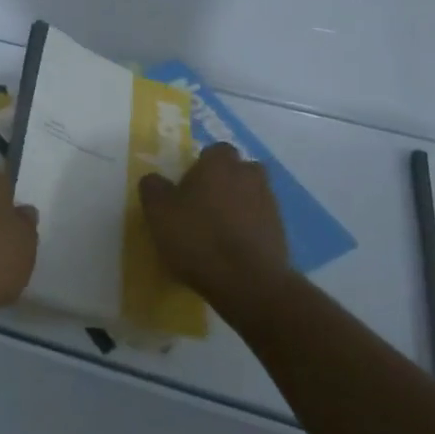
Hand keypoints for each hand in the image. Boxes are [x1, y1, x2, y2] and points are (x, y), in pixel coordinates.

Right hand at [140, 143, 288, 300]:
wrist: (248, 282)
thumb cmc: (198, 237)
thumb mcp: (158, 212)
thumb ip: (153, 188)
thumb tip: (155, 180)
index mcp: (220, 163)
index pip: (214, 151)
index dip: (201, 166)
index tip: (188, 188)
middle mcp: (249, 175)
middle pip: (238, 171)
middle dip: (224, 184)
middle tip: (203, 207)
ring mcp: (270, 204)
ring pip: (251, 196)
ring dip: (238, 208)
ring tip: (218, 234)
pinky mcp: (281, 232)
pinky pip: (260, 223)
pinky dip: (249, 231)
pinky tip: (233, 252)